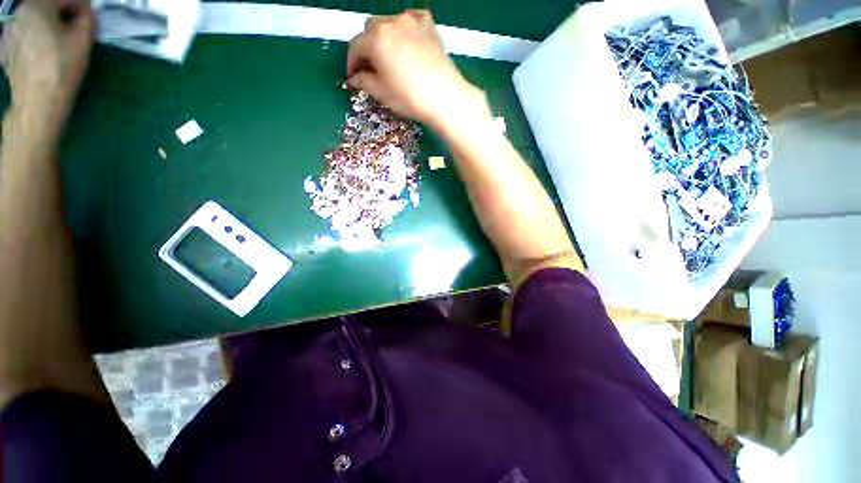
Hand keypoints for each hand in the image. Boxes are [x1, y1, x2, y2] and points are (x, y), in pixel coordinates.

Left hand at [2, 0, 93, 130]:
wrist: (37, 103)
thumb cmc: (61, 67)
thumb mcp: (83, 38)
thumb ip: (86, 17)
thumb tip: (85, 11)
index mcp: (36, 5)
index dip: (79, 6)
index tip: (89, 17)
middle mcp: (18, 13)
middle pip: (46, 8)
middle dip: (62, 15)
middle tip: (76, 29)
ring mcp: (8, 33)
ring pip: (35, 22)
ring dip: (49, 27)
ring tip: (60, 43)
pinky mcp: (7, 50)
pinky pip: (25, 37)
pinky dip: (36, 40)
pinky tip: (43, 53)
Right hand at [346, 11, 489, 133]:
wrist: (445, 99)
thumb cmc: (411, 98)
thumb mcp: (382, 94)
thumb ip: (364, 81)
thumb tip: (356, 78)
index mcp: (376, 39)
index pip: (355, 47)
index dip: (351, 63)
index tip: (354, 77)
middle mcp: (392, 23)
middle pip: (370, 30)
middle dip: (367, 49)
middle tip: (371, 69)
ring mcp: (413, 22)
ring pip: (389, 24)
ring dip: (384, 39)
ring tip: (389, 59)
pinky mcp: (429, 27)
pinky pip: (411, 21)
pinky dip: (405, 30)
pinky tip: (406, 43)